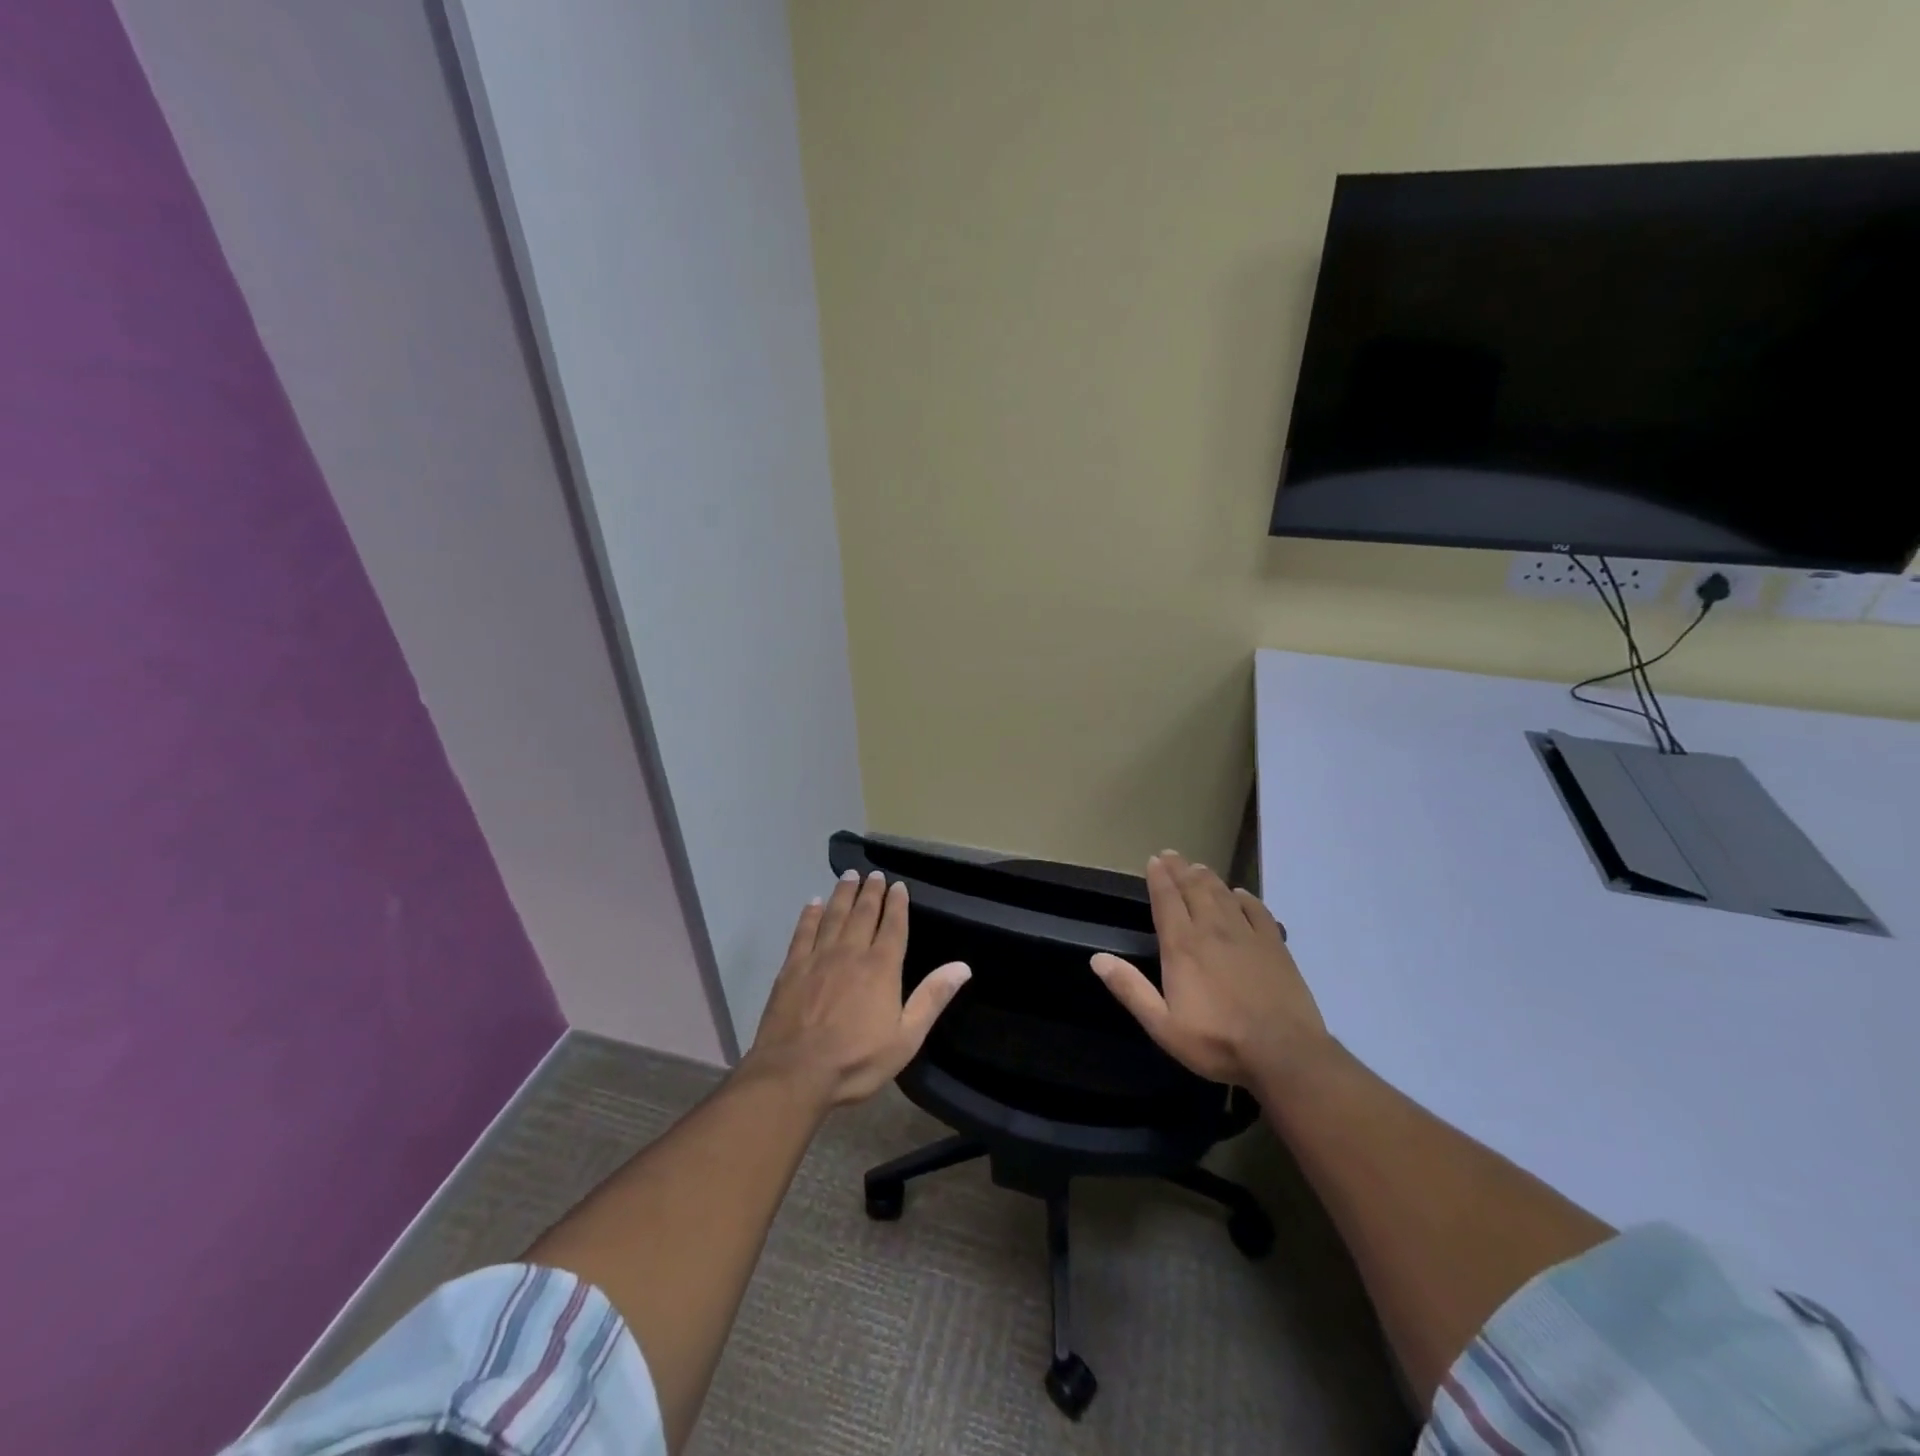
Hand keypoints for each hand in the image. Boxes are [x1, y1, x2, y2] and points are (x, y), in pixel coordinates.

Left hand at [746, 869, 971, 1107]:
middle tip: (874, 874)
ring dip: (843, 894)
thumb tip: (963, 966)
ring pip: (834, 916)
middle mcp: (850, 953)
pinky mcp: (791, 968)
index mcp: (881, 968)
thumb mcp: (906, 1037)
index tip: (898, 885)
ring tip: (849, 876)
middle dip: (871, 892)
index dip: (897, 904)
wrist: (794, 1073)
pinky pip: (803, 932)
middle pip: (863, 914)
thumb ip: (932, 998)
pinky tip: (813, 903)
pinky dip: (810, 915)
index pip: (893, 926)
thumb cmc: (856, 1060)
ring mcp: (818, 958)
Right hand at [1090, 851, 1329, 1087]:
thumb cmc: (1217, 1041)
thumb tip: (1097, 958)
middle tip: (1171, 854)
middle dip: (1180, 869)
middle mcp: (1212, 930)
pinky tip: (1240, 894)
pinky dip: (1245, 897)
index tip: (1154, 860)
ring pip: (1223, 894)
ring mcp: (1247, 934)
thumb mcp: (1162, 1025)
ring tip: (1198, 867)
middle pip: (1194, 889)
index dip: (1159, 877)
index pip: (1166, 900)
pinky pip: (1257, 910)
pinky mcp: (1275, 945)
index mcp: (1182, 946)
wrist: (1284, 1053)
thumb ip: (1130, 989)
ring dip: (1208, 877)